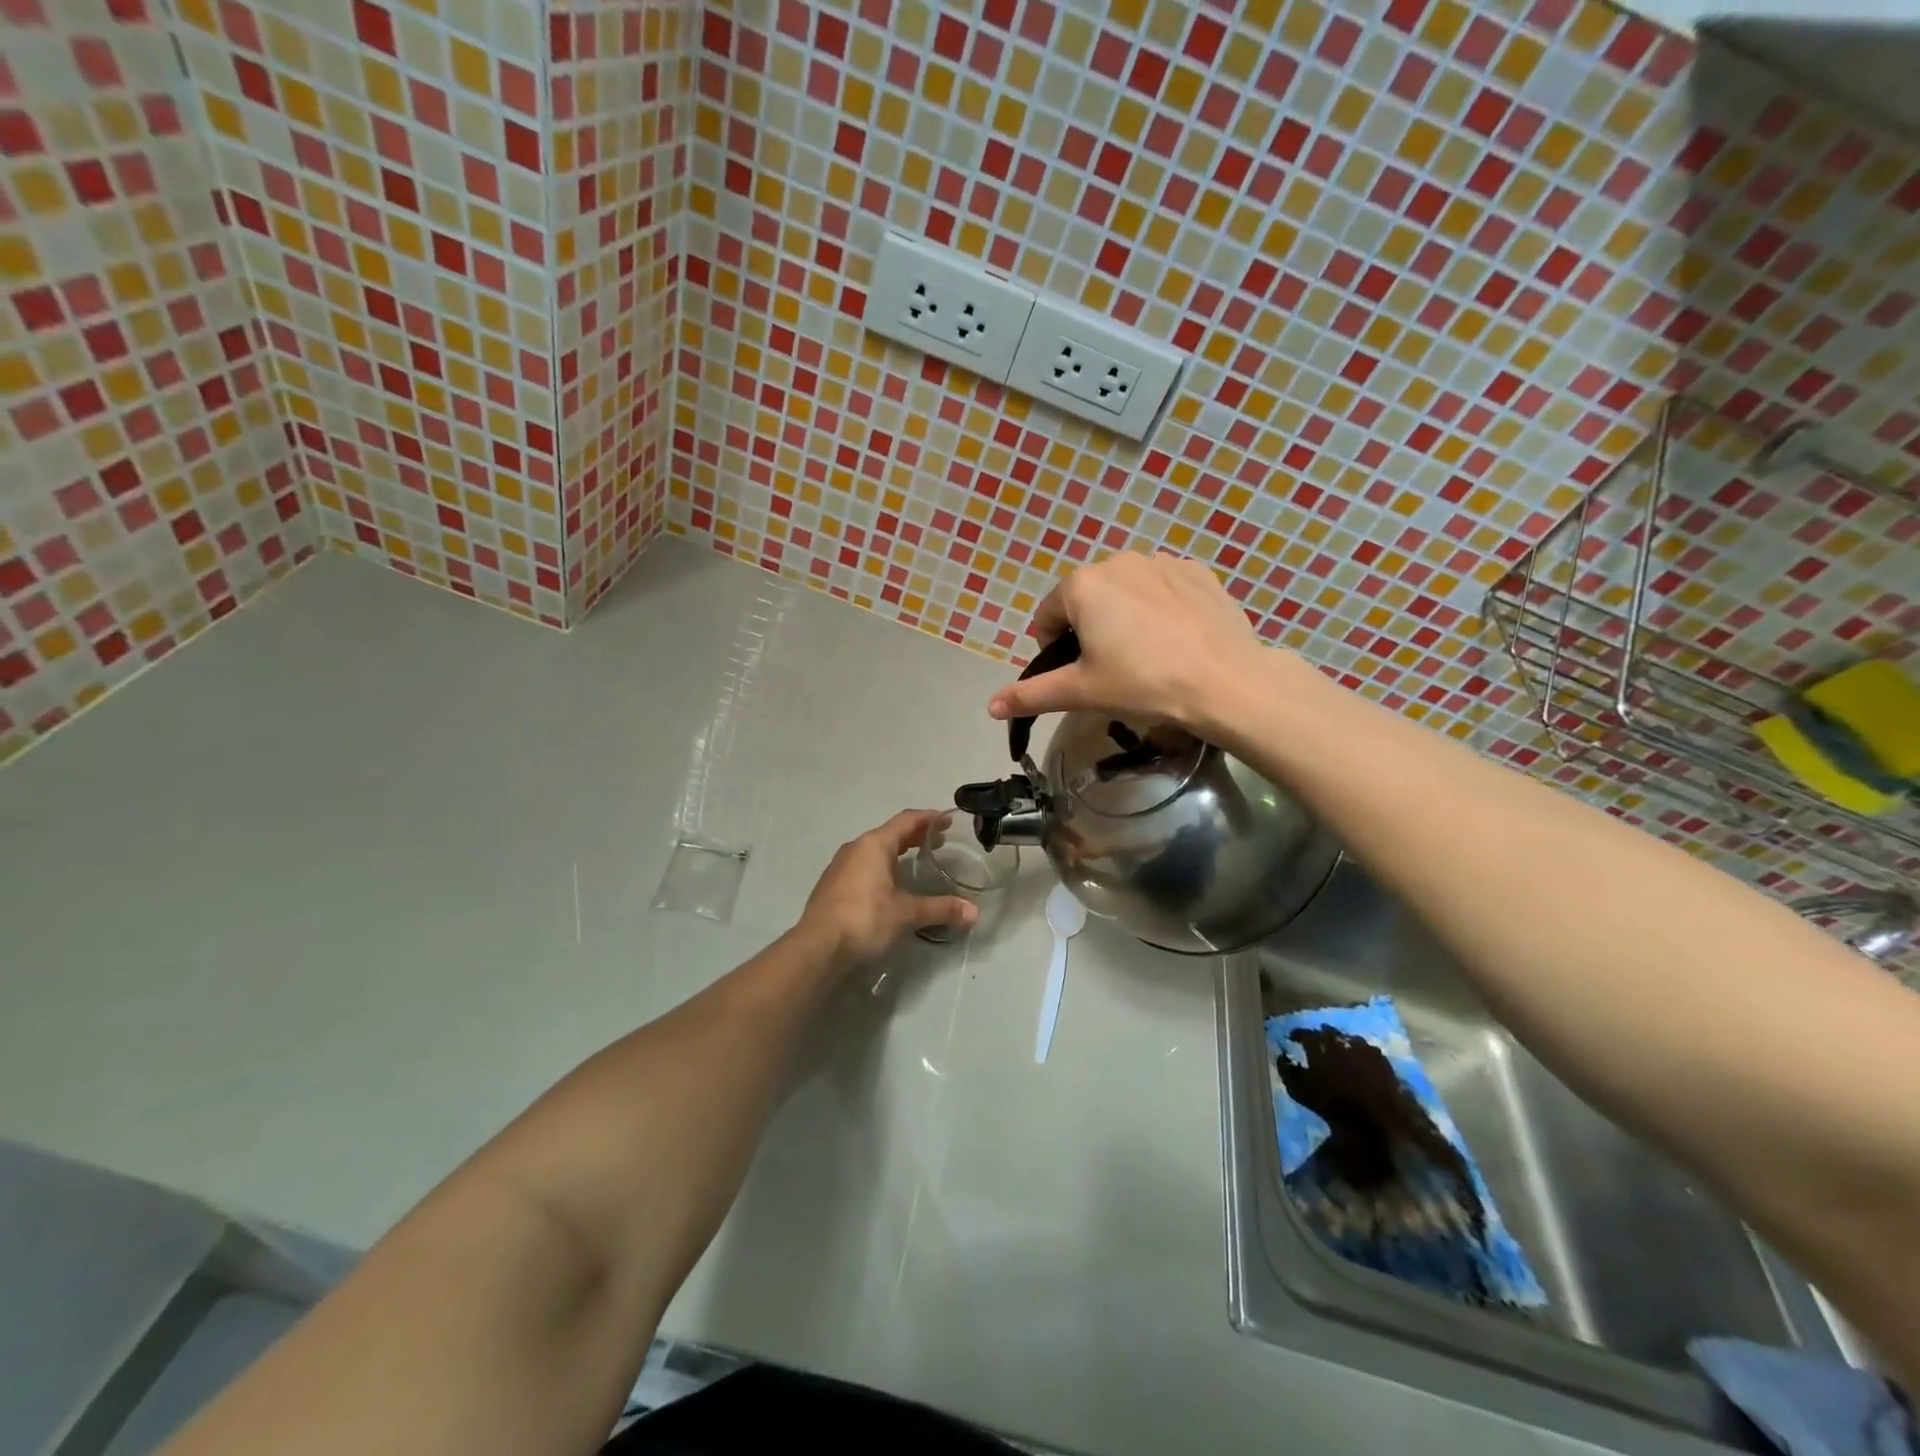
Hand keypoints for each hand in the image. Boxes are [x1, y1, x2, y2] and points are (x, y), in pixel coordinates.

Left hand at [797, 809, 977, 967]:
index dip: (929, 818)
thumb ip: (940, 909)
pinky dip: (882, 866)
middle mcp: (856, 848)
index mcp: (874, 845)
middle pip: (890, 833)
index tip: (948, 821)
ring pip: (875, 849)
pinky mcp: (832, 884)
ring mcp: (840, 865)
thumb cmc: (865, 919)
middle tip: (939, 841)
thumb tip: (974, 913)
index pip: (907, 820)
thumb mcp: (907, 914)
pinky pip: (863, 865)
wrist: (817, 947)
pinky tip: (890, 884)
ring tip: (916, 860)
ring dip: (897, 851)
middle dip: (916, 835)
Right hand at [986, 553, 1264, 731]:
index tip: (1077, 676)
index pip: (1048, 617)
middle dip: (1090, 630)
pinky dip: (1160, 609)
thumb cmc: (1143, 683)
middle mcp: (1117, 560)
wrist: (1225, 681)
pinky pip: (1163, 588)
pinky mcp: (1197, 571)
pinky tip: (1176, 639)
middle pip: (1087, 599)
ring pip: (1126, 591)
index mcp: (1082, 585)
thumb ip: (1032, 695)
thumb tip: (991, 707)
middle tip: (1112, 669)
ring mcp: (1162, 561)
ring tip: (1148, 655)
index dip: (1054, 650)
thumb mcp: (1082, 691)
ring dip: (1124, 617)